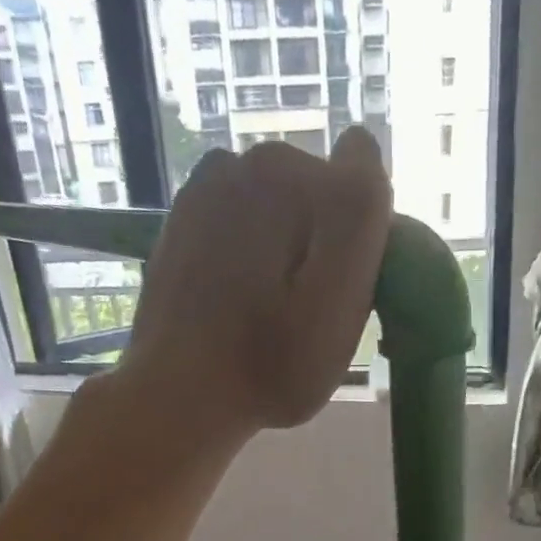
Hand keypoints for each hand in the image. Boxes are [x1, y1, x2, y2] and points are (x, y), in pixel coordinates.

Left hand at [120, 126, 391, 435]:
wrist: (178, 396)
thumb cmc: (270, 365)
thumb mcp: (338, 299)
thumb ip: (358, 214)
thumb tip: (360, 144)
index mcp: (289, 175)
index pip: (360, 193)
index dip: (362, 247)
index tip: (342, 297)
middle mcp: (245, 162)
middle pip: (316, 200)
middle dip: (322, 246)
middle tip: (306, 314)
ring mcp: (207, 187)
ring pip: (279, 212)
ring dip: (285, 251)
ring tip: (269, 312)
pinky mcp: (183, 219)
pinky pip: (242, 225)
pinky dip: (249, 253)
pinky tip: (237, 300)